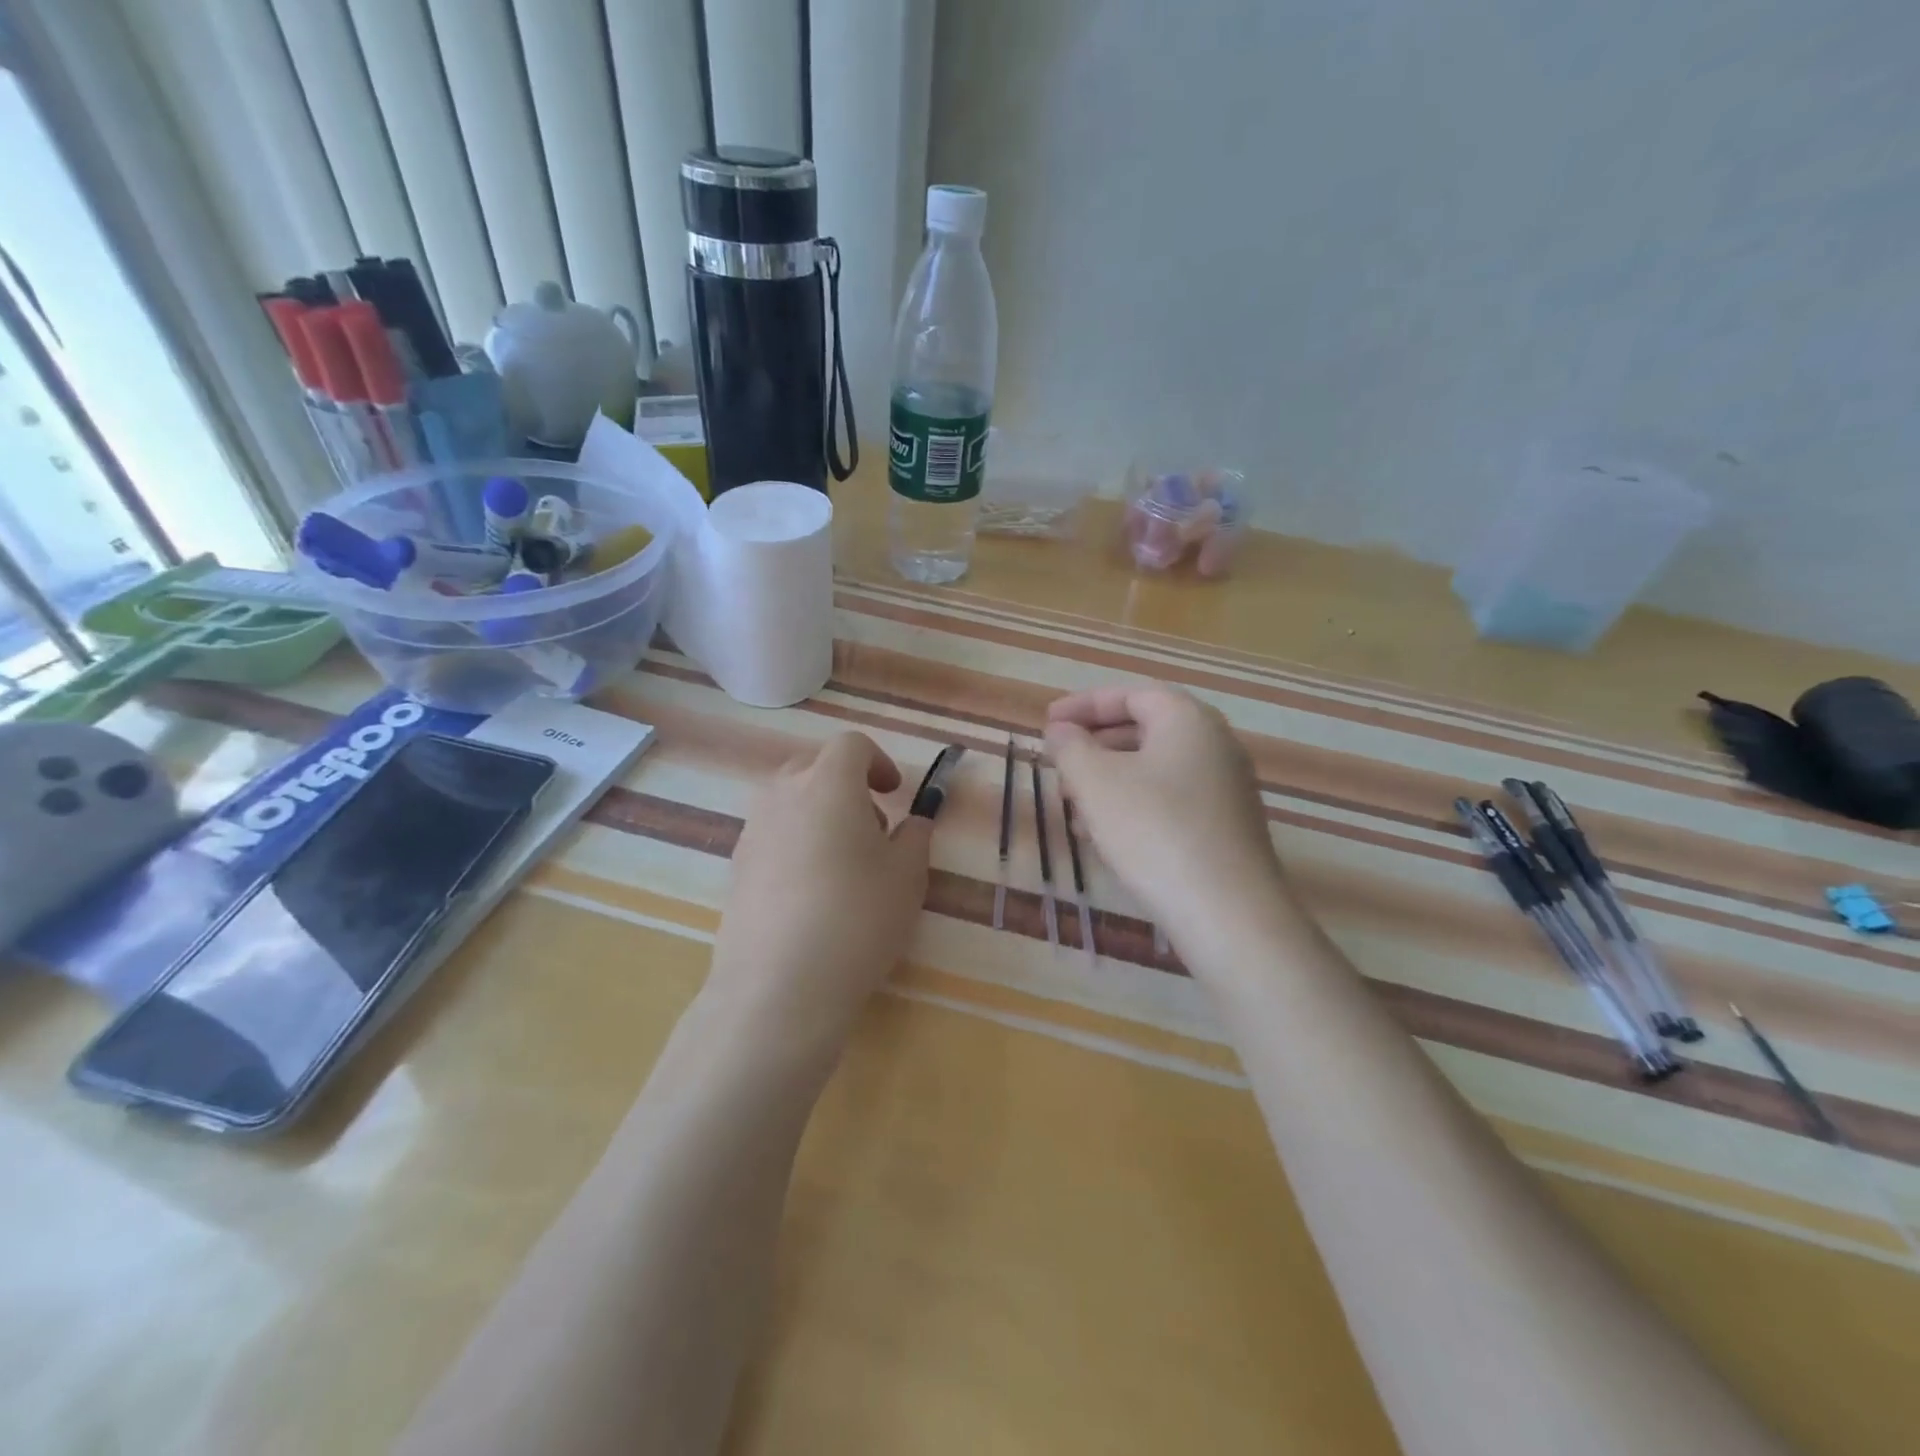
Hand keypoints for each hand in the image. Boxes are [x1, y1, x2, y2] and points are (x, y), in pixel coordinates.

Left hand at [707, 732, 932, 1038]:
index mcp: (828, 783)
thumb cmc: (858, 917)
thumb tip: (912, 822)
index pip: (852, 744)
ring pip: (789, 800)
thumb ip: (915, 836)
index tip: (895, 794)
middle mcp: (782, 794)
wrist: (780, 985)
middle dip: (847, 785)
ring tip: (842, 863)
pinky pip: (772, 834)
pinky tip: (811, 891)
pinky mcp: (735, 866)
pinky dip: (795, 842)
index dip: (879, 762)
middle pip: (815, 766)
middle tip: (872, 827)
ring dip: (819, 812)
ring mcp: (752, 830)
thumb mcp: (908, 875)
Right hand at [1045, 685, 1286, 942]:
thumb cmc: (1154, 831)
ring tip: (1073, 804)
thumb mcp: (1096, 783)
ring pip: (1156, 768)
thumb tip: (1061, 731)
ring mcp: (1227, 787)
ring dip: (1110, 778)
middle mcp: (1215, 744)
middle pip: (1145, 729)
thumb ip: (1070, 747)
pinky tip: (1106, 836)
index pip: (1130, 694)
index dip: (1083, 705)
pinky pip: (1171, 799)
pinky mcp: (1227, 827)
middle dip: (1095, 743)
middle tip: (1059, 762)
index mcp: (1187, 719)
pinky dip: (1134, 804)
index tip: (1048, 723)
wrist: (1228, 912)